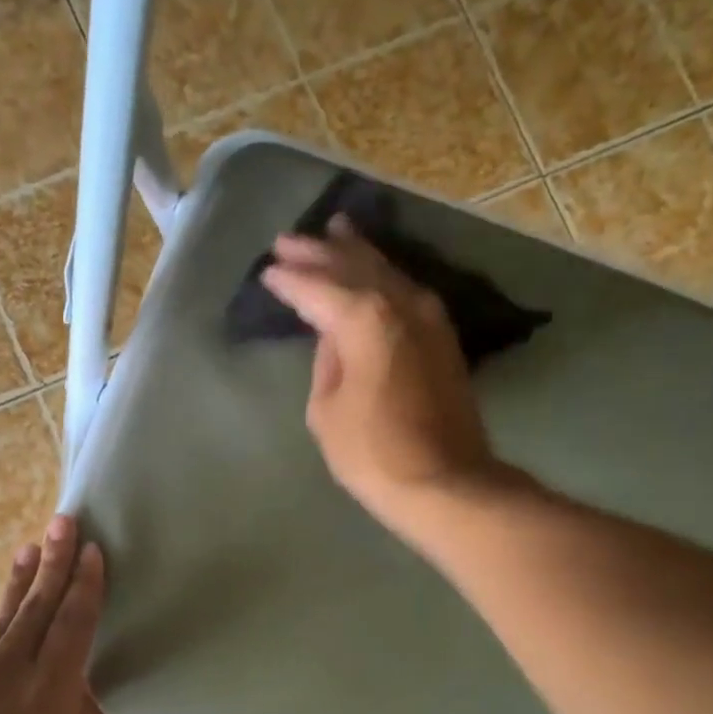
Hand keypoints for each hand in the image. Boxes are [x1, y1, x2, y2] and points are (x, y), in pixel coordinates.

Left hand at [0, 516, 108, 713]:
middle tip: (62, 521)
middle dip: (53, 561)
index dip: (86, 584)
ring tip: (28, 553)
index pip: (73, 624)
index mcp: (49, 694)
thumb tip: (78, 700)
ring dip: (18, 586)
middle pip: (35, 606)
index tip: (93, 550)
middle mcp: (5, 675)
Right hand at [261, 217, 498, 537]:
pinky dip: (383, 277)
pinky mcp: (443, 337)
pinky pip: (405, 291)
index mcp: (364, 318)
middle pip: (353, 266)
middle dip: (319, 251)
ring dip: (356, 253)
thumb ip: (326, 363)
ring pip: (386, 271)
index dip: (289, 280)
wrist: (445, 482)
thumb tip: (334, 338)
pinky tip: (373, 274)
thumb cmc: (373, 453)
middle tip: (289, 240)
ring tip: (334, 231)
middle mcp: (399, 304)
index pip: (316, 288)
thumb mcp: (326, 411)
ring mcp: (428, 317)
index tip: (267, 272)